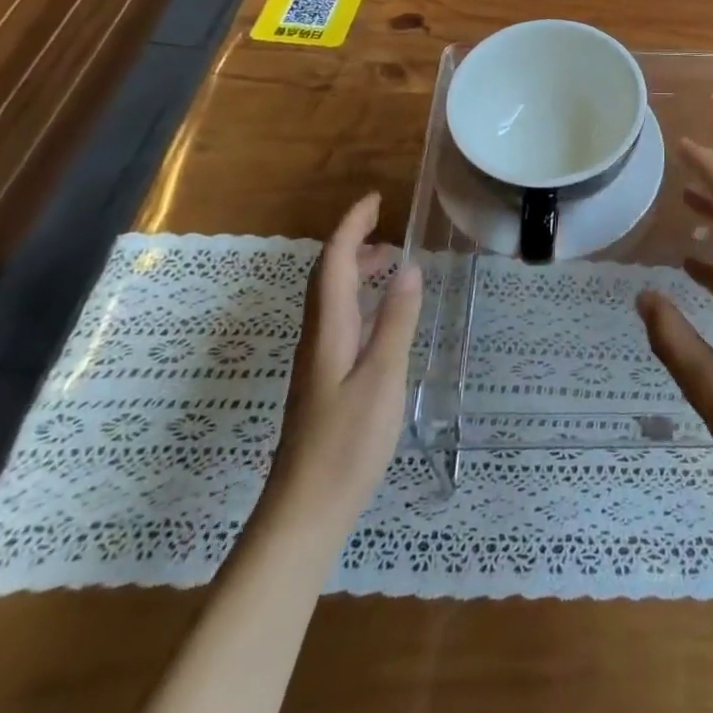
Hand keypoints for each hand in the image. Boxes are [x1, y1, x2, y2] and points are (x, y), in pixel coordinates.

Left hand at [269, 193, 422, 532]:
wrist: (303, 513)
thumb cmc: (346, 444)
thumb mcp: (382, 378)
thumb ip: (396, 322)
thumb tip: (409, 267)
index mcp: (328, 329)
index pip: (335, 262)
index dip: (351, 226)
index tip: (375, 199)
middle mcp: (317, 337)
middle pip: (328, 276)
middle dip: (353, 242)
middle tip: (387, 227)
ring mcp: (317, 361)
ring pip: (332, 299)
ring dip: (356, 271)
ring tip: (390, 264)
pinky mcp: (322, 381)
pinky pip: (339, 320)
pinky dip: (359, 300)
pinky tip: (380, 318)